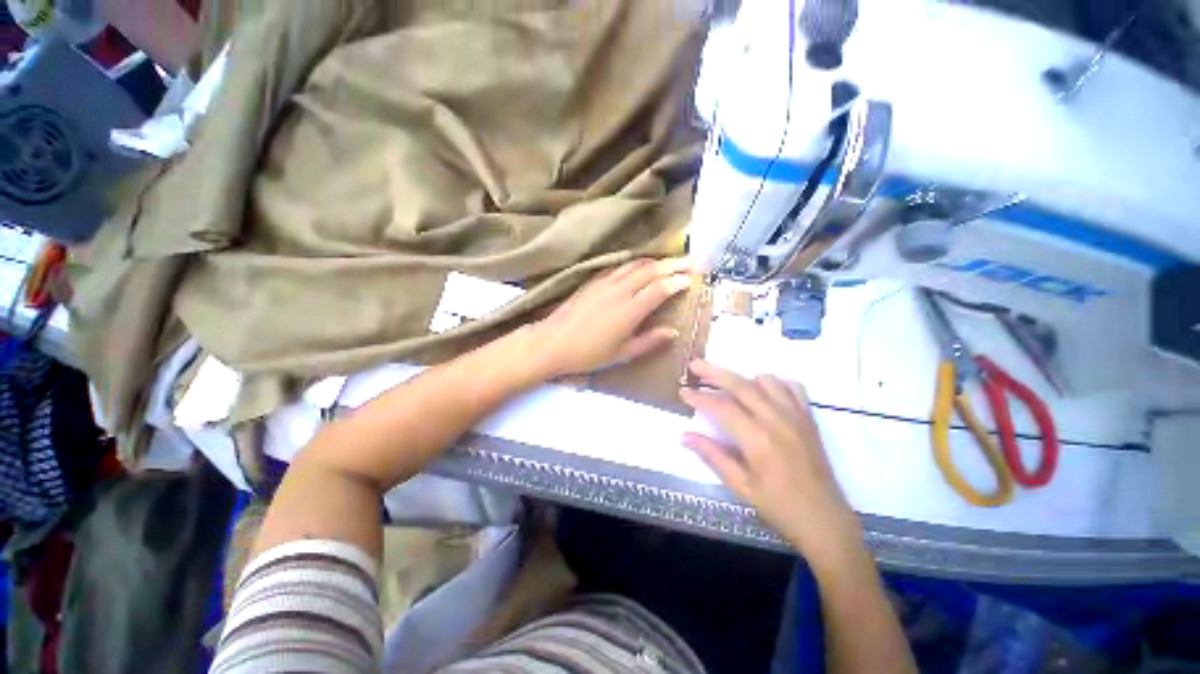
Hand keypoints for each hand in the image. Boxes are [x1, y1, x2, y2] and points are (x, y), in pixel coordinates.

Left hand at [529, 258, 692, 377]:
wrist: (551, 342)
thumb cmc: (587, 354)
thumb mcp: (621, 354)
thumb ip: (648, 342)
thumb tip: (672, 332)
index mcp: (629, 310)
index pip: (660, 288)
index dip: (678, 281)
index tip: (692, 279)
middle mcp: (619, 290)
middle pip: (651, 271)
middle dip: (673, 264)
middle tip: (690, 262)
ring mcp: (604, 283)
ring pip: (635, 265)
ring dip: (655, 261)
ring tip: (669, 262)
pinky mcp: (593, 281)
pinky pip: (619, 267)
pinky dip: (635, 264)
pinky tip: (640, 267)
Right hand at [679, 360, 862, 563]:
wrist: (825, 521)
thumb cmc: (779, 507)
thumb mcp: (740, 486)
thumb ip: (712, 455)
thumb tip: (684, 436)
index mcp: (758, 439)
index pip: (721, 407)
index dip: (699, 397)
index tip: (683, 392)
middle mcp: (777, 420)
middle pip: (741, 384)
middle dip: (714, 372)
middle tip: (695, 365)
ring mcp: (796, 416)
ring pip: (766, 380)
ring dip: (743, 377)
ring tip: (726, 384)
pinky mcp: (809, 418)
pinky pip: (791, 387)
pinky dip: (773, 383)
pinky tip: (762, 392)